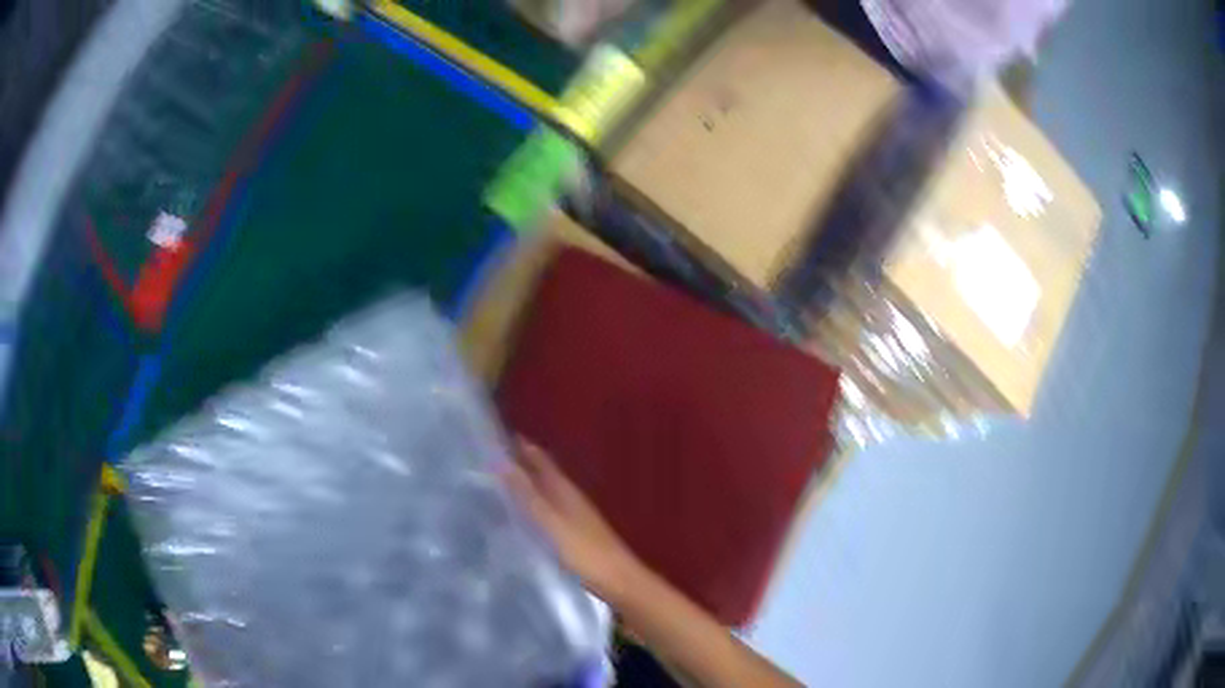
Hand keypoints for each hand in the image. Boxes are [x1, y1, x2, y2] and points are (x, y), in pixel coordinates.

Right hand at [503, 438, 642, 603]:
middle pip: (542, 473)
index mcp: (565, 490)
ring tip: (495, 483)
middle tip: (486, 457)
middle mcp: (569, 497)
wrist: (619, 582)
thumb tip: (500, 460)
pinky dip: (531, 506)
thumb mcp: (551, 523)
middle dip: (519, 462)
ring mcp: (573, 517)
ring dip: (524, 484)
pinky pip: (546, 512)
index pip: (539, 459)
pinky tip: (519, 516)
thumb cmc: (585, 552)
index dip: (520, 446)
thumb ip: (527, 494)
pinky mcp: (573, 535)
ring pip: (544, 492)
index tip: (493, 435)